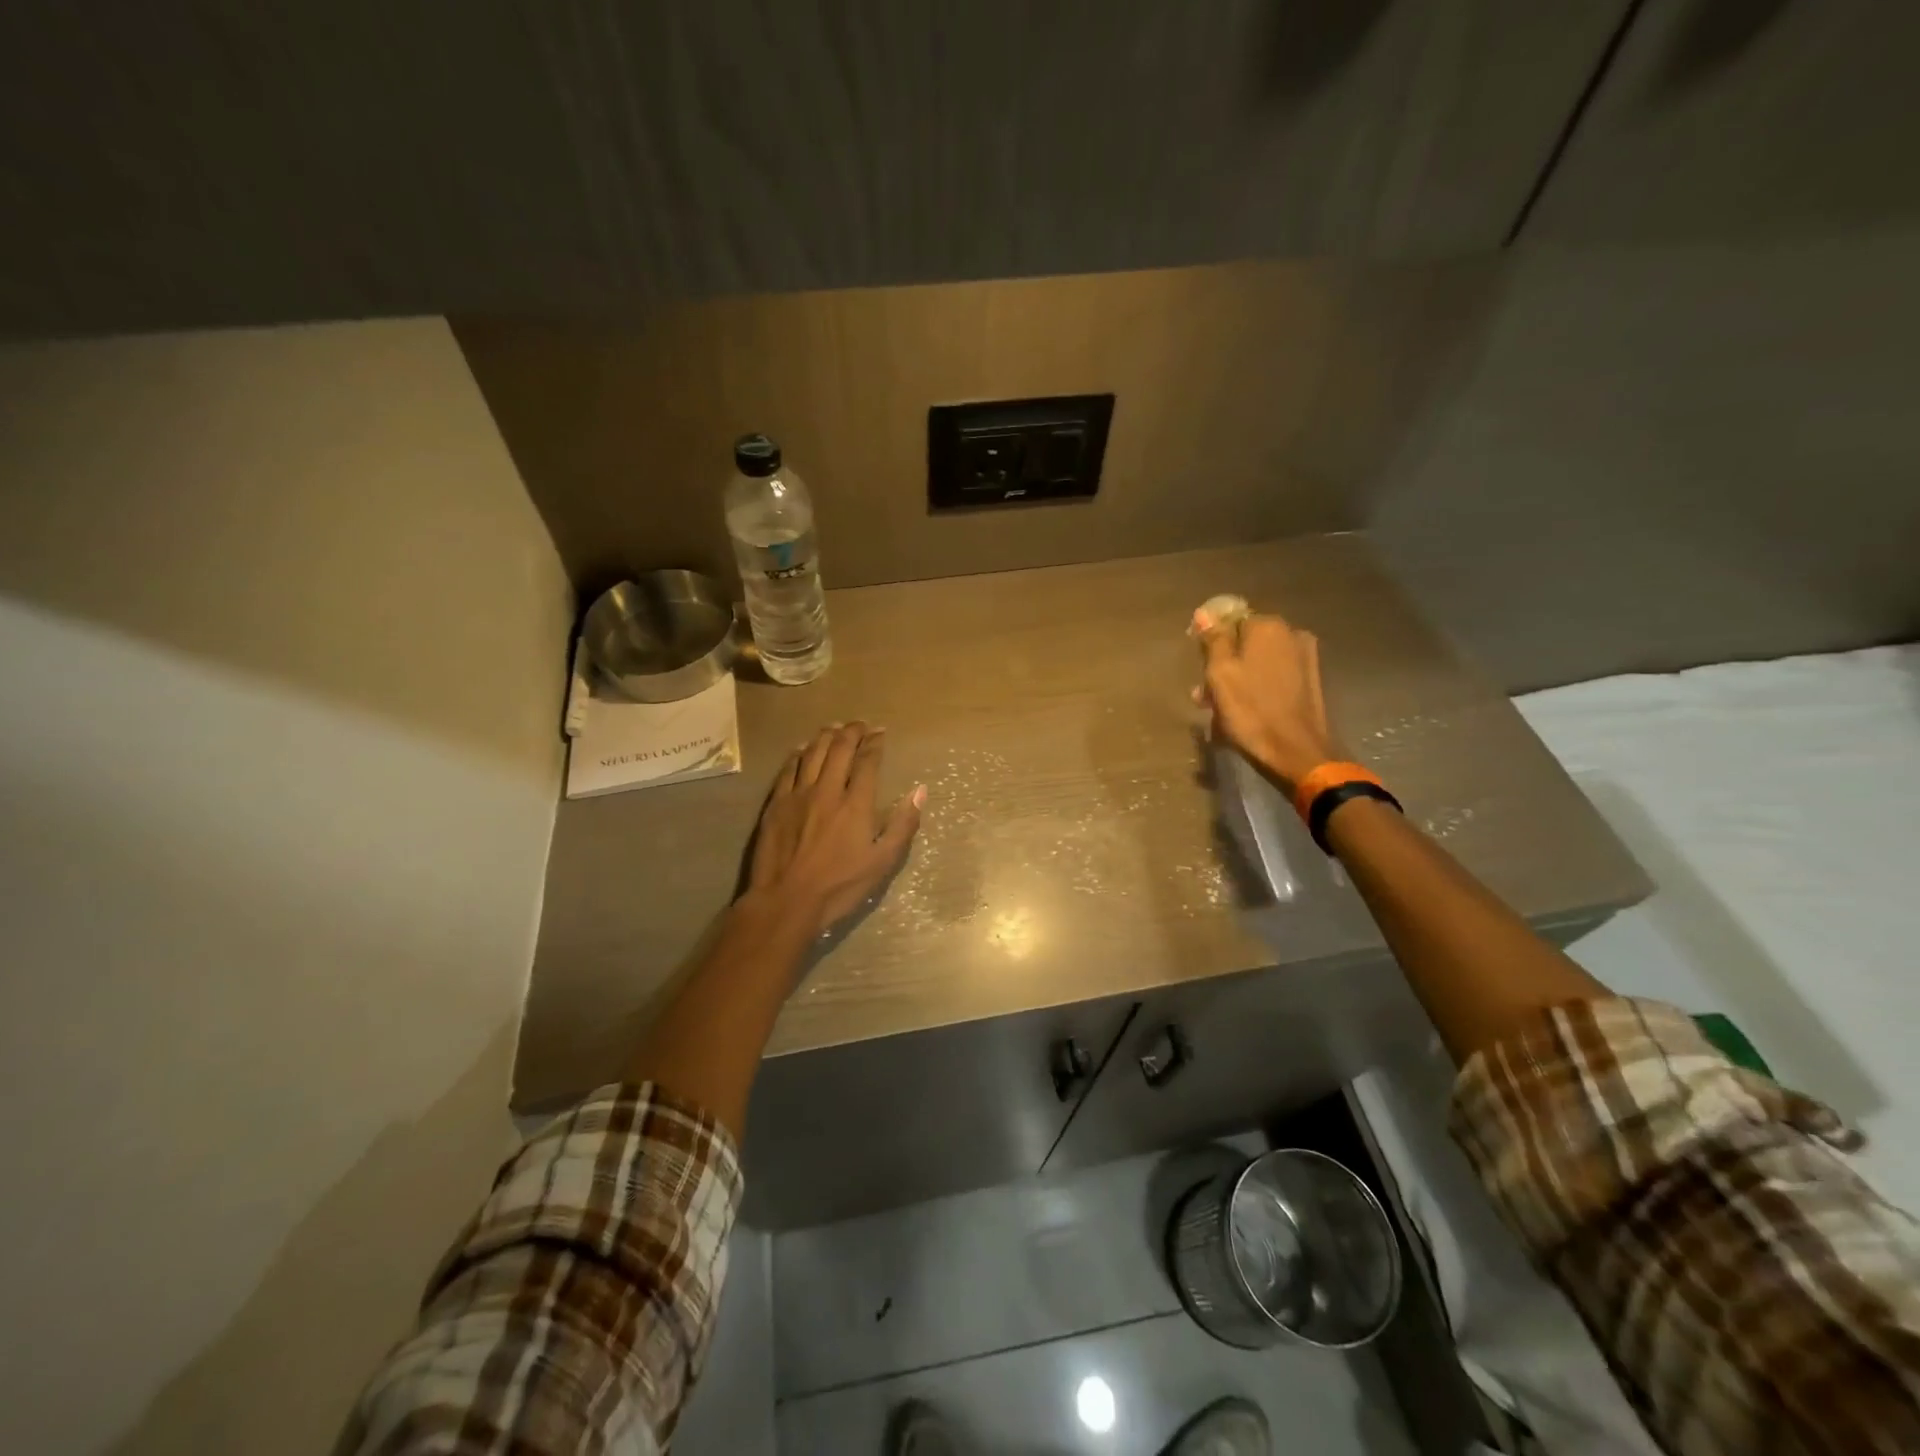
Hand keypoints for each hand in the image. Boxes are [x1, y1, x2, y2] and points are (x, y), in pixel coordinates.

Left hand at [746, 722, 924, 936]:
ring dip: (826, 736)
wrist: (786, 901)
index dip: (875, 743)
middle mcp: (827, 790)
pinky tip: (802, 749)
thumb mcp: (882, 862)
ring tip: (834, 728)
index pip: (867, 762)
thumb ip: (903, 825)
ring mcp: (798, 794)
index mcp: (856, 804)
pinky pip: (788, 769)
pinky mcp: (776, 804)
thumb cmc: (839, 886)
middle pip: (839, 749)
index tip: (881, 732)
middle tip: (860, 724)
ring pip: (812, 753)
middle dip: (852, 731)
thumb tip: (920, 791)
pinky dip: (798, 754)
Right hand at [1193, 609, 1337, 791]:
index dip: (1210, 642)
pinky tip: (1246, 709)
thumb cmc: (1251, 711)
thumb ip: (1213, 640)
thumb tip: (1204, 613)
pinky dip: (1258, 686)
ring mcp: (1305, 656)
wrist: (1297, 751)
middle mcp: (1291, 633)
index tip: (1199, 666)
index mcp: (1267, 626)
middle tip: (1204, 694)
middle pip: (1246, 641)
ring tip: (1220, 709)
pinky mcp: (1312, 679)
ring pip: (1260, 659)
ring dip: (1238, 678)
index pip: (1229, 619)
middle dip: (1224, 663)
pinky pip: (1275, 674)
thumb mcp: (1220, 675)